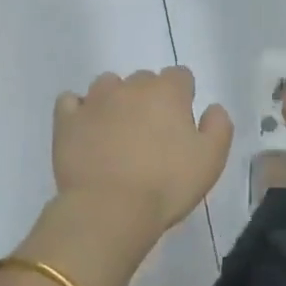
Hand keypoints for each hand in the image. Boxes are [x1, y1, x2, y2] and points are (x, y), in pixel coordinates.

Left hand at [52, 67, 232, 246]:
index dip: (182, 97)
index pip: (180, 76)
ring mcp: (95, 100)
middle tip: (150, 135)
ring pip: (108, 85)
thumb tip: (212, 107)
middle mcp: (131, 86)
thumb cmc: (166, 185)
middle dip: (149, 99)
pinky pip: (70, 101)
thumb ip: (218, 126)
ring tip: (116, 132)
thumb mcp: (211, 160)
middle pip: (144, 80)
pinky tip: (84, 129)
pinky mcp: (67, 119)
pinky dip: (78, 110)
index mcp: (167, 92)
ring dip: (114, 100)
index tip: (180, 124)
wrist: (110, 210)